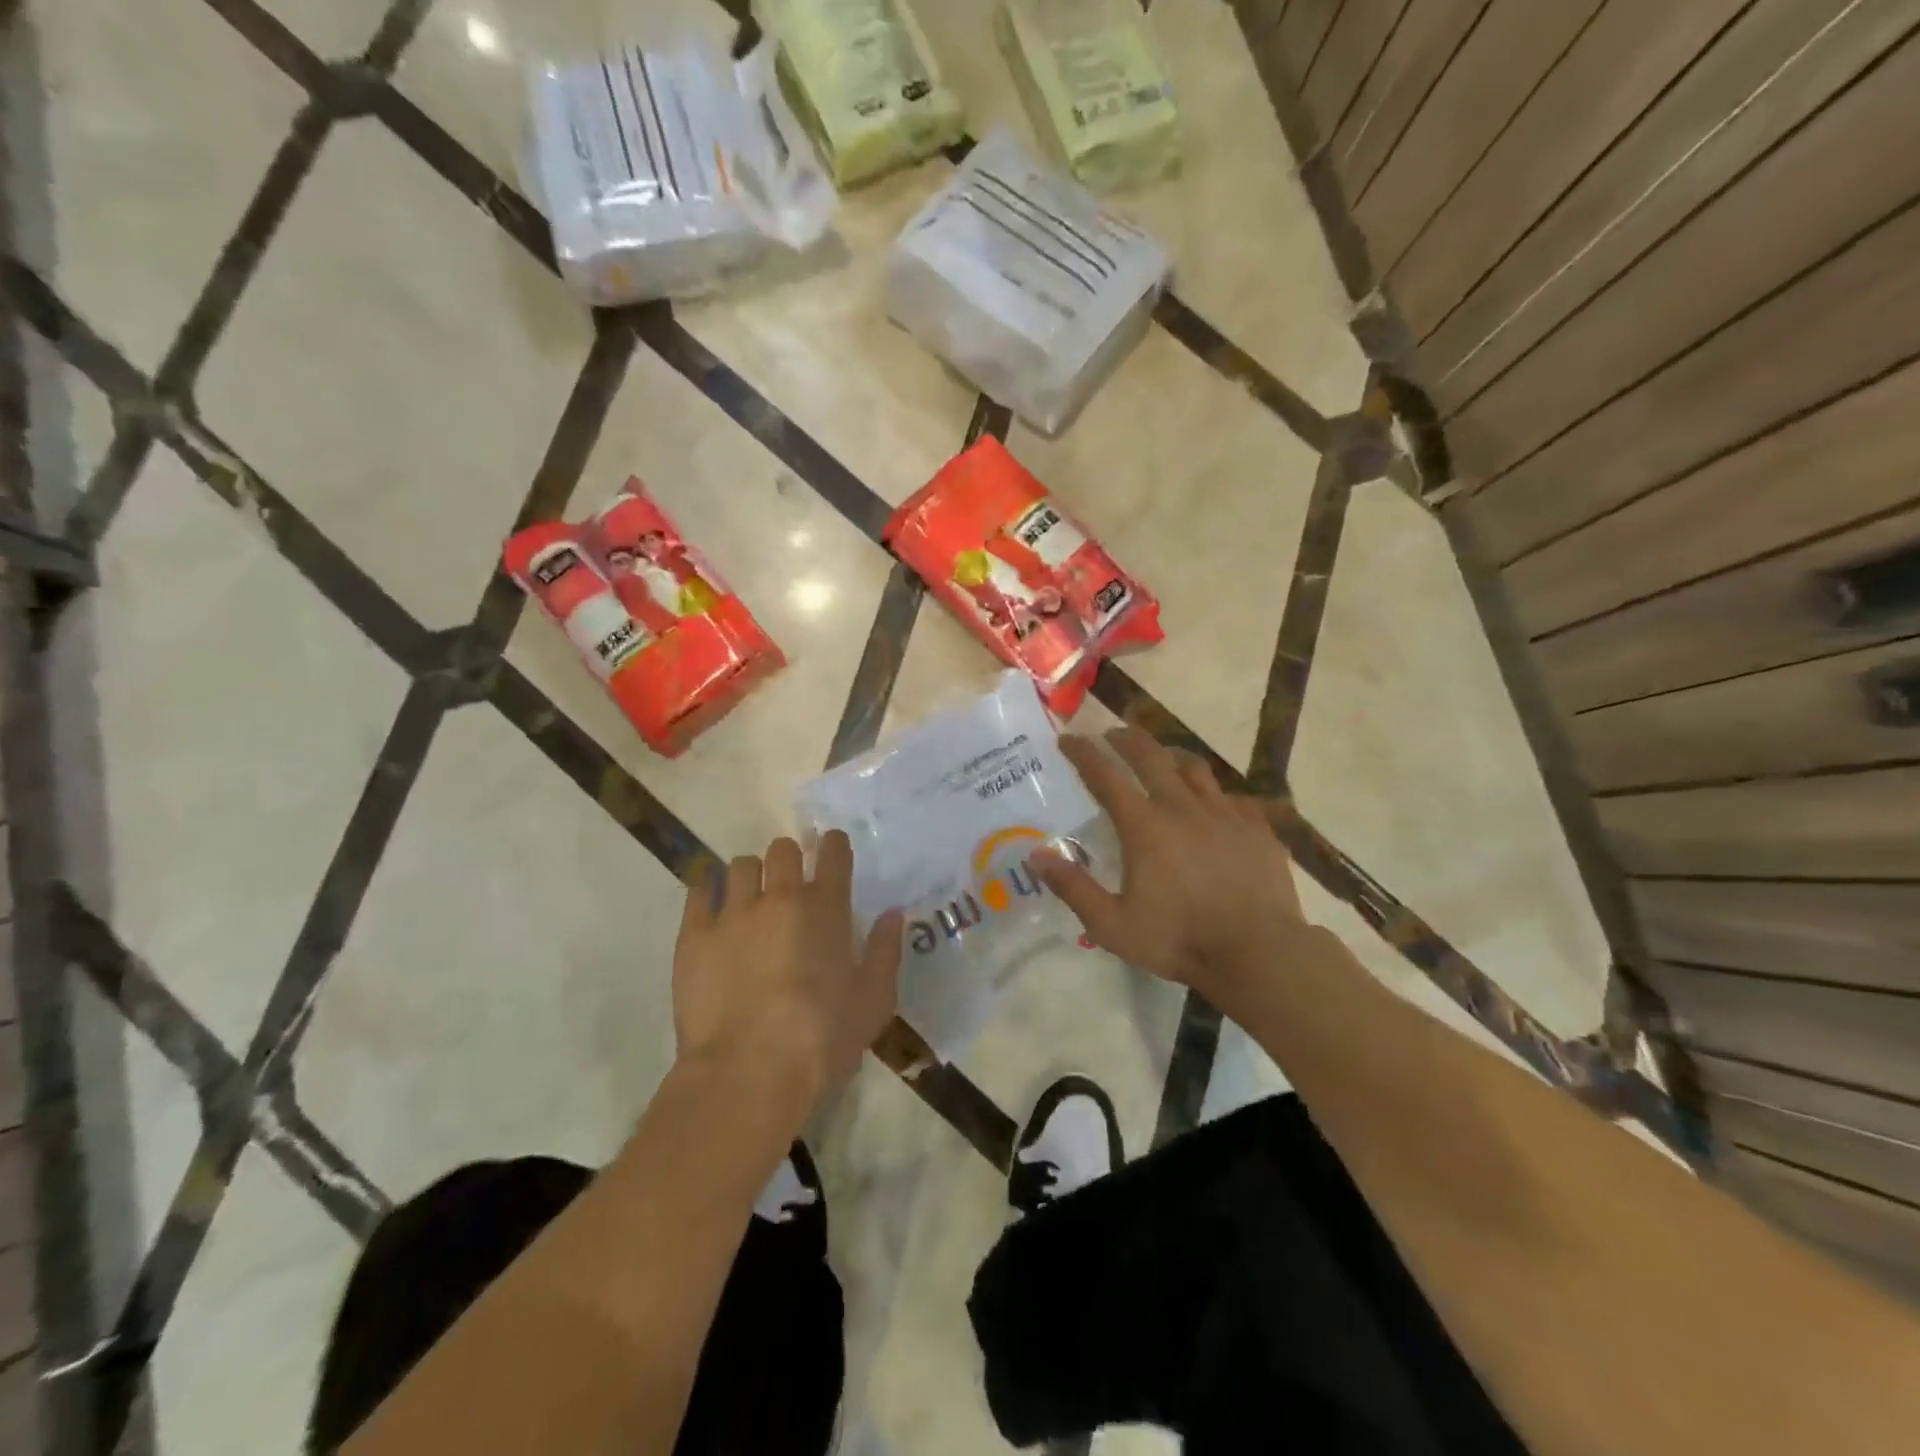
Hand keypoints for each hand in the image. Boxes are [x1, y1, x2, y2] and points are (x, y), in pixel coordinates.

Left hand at [673, 831, 903, 1110]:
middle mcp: (780, 897)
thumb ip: (884, 952)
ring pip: (741, 866)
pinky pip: (699, 890)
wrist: (747, 1074)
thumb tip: (894, 915)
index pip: (833, 853)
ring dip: (751, 877)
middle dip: (789, 861)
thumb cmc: (821, 1041)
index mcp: (826, 909)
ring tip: (750, 901)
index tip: (832, 851)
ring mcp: (733, 912)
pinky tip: (713, 909)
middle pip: (783, 850)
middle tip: (789, 885)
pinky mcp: (694, 934)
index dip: (834, 846)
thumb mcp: (872, 1003)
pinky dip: (709, 892)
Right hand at [1031, 729, 1306, 1006]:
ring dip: (1170, 756)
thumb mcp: (1112, 925)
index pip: (1105, 775)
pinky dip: (1213, 794)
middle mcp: (1182, 807)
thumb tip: (1035, 856)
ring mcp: (1224, 813)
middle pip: (1150, 756)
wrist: (1258, 953)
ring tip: (1162, 758)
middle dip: (1126, 739)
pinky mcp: (1257, 826)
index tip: (1068, 739)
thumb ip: (1073, 888)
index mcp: (1144, 826)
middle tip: (1111, 735)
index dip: (1083, 753)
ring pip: (1194, 767)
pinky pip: (1231, 796)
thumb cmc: (1179, 939)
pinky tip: (1213, 806)